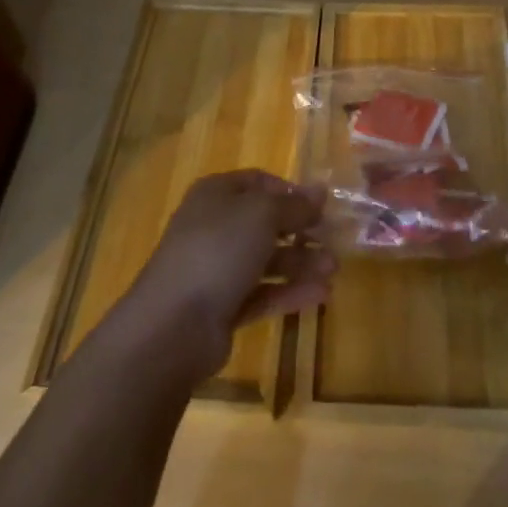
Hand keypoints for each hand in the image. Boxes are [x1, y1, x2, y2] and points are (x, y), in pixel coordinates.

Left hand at [117, 170, 336, 382]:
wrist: (174, 324)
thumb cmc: (219, 250)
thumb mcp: (263, 215)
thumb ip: (295, 204)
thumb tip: (320, 190)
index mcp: (216, 194)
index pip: (259, 182)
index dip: (290, 191)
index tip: (321, 205)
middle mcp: (215, 227)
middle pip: (265, 223)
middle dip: (301, 231)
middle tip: (334, 240)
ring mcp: (216, 269)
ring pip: (266, 260)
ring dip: (301, 263)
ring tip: (333, 270)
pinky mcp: (222, 307)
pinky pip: (262, 293)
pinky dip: (290, 292)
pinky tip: (322, 295)